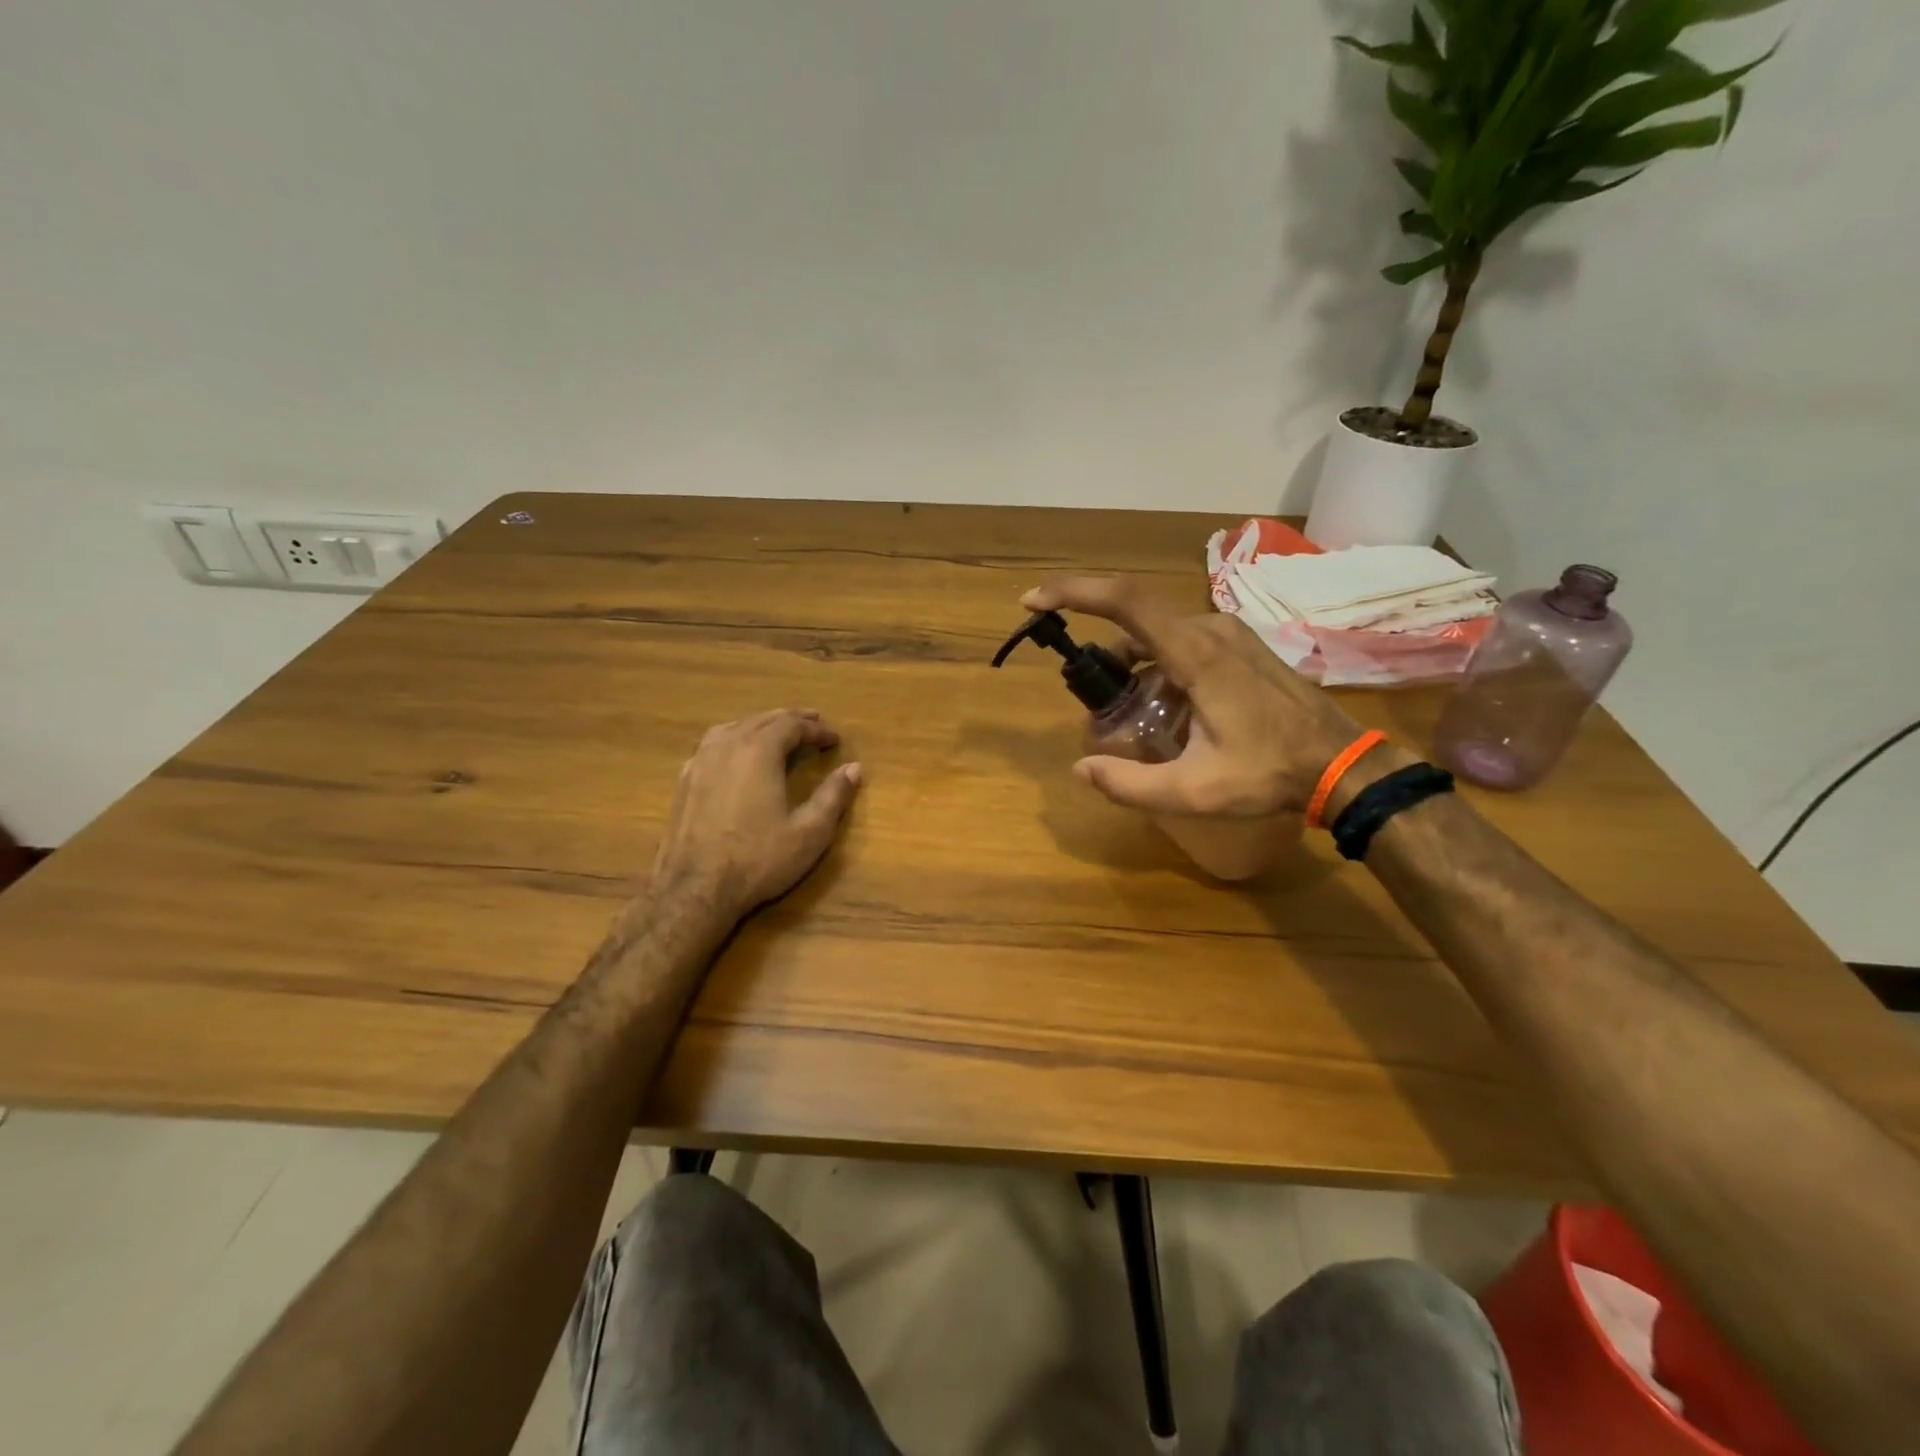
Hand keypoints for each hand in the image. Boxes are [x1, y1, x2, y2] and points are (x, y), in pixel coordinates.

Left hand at [652, 710, 862, 919]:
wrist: (694, 889)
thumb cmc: (758, 859)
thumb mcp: (809, 832)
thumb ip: (833, 796)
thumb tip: (854, 768)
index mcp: (759, 752)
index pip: (792, 726)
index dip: (817, 729)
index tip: (835, 739)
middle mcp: (727, 746)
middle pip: (762, 720)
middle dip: (790, 720)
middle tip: (812, 723)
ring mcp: (700, 762)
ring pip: (734, 727)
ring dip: (760, 725)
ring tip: (776, 731)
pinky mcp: (684, 781)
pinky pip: (712, 745)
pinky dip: (734, 738)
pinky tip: (736, 754)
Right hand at [1020, 577, 1364, 816]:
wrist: (1341, 763)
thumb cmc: (1270, 773)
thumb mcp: (1195, 791)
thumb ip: (1131, 783)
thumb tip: (1081, 768)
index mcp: (1196, 654)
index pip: (1126, 601)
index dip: (1074, 592)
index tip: (1034, 601)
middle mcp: (1209, 629)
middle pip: (1135, 622)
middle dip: (1103, 655)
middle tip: (1094, 703)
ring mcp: (1228, 633)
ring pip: (1158, 634)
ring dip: (1132, 665)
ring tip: (1132, 716)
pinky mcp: (1239, 644)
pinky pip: (1182, 642)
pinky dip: (1158, 666)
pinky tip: (1167, 710)